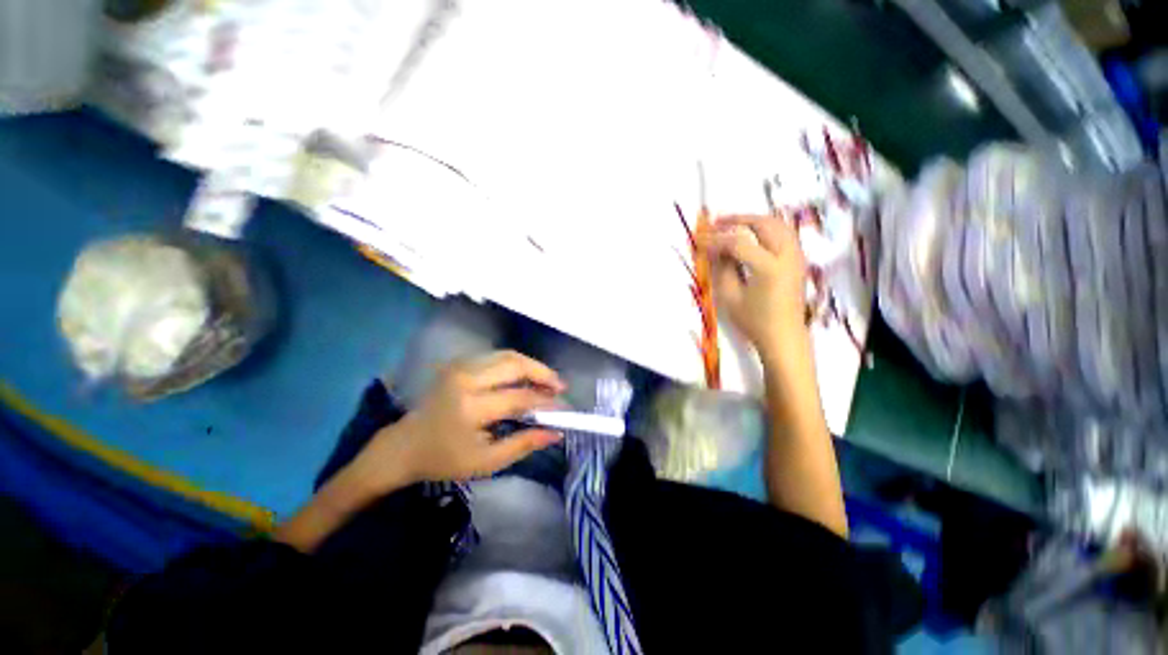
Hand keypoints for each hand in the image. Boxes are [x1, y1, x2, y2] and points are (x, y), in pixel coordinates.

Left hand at [356, 351, 565, 488]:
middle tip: (560, 387)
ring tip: (547, 380)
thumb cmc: (444, 459)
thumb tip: (556, 432)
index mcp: (471, 407)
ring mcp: (460, 366)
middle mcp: (466, 379)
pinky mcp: (459, 363)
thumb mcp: (486, 462)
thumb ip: (524, 444)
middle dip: (543, 373)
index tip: (564, 408)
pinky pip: (496, 356)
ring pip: (508, 355)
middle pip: (515, 364)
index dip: (546, 401)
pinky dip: (516, 363)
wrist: (404, 445)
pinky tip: (525, 376)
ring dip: (531, 365)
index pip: (520, 397)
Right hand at [704, 215, 807, 361]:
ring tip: (732, 224)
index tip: (699, 241)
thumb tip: (714, 250)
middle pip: (763, 224)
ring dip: (753, 220)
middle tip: (715, 223)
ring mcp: (797, 256)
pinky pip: (784, 233)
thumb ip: (722, 269)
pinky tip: (751, 234)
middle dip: (737, 219)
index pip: (738, 243)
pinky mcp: (799, 261)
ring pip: (777, 224)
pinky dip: (766, 228)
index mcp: (769, 267)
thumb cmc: (754, 322)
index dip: (716, 240)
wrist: (784, 337)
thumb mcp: (730, 297)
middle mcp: (787, 256)